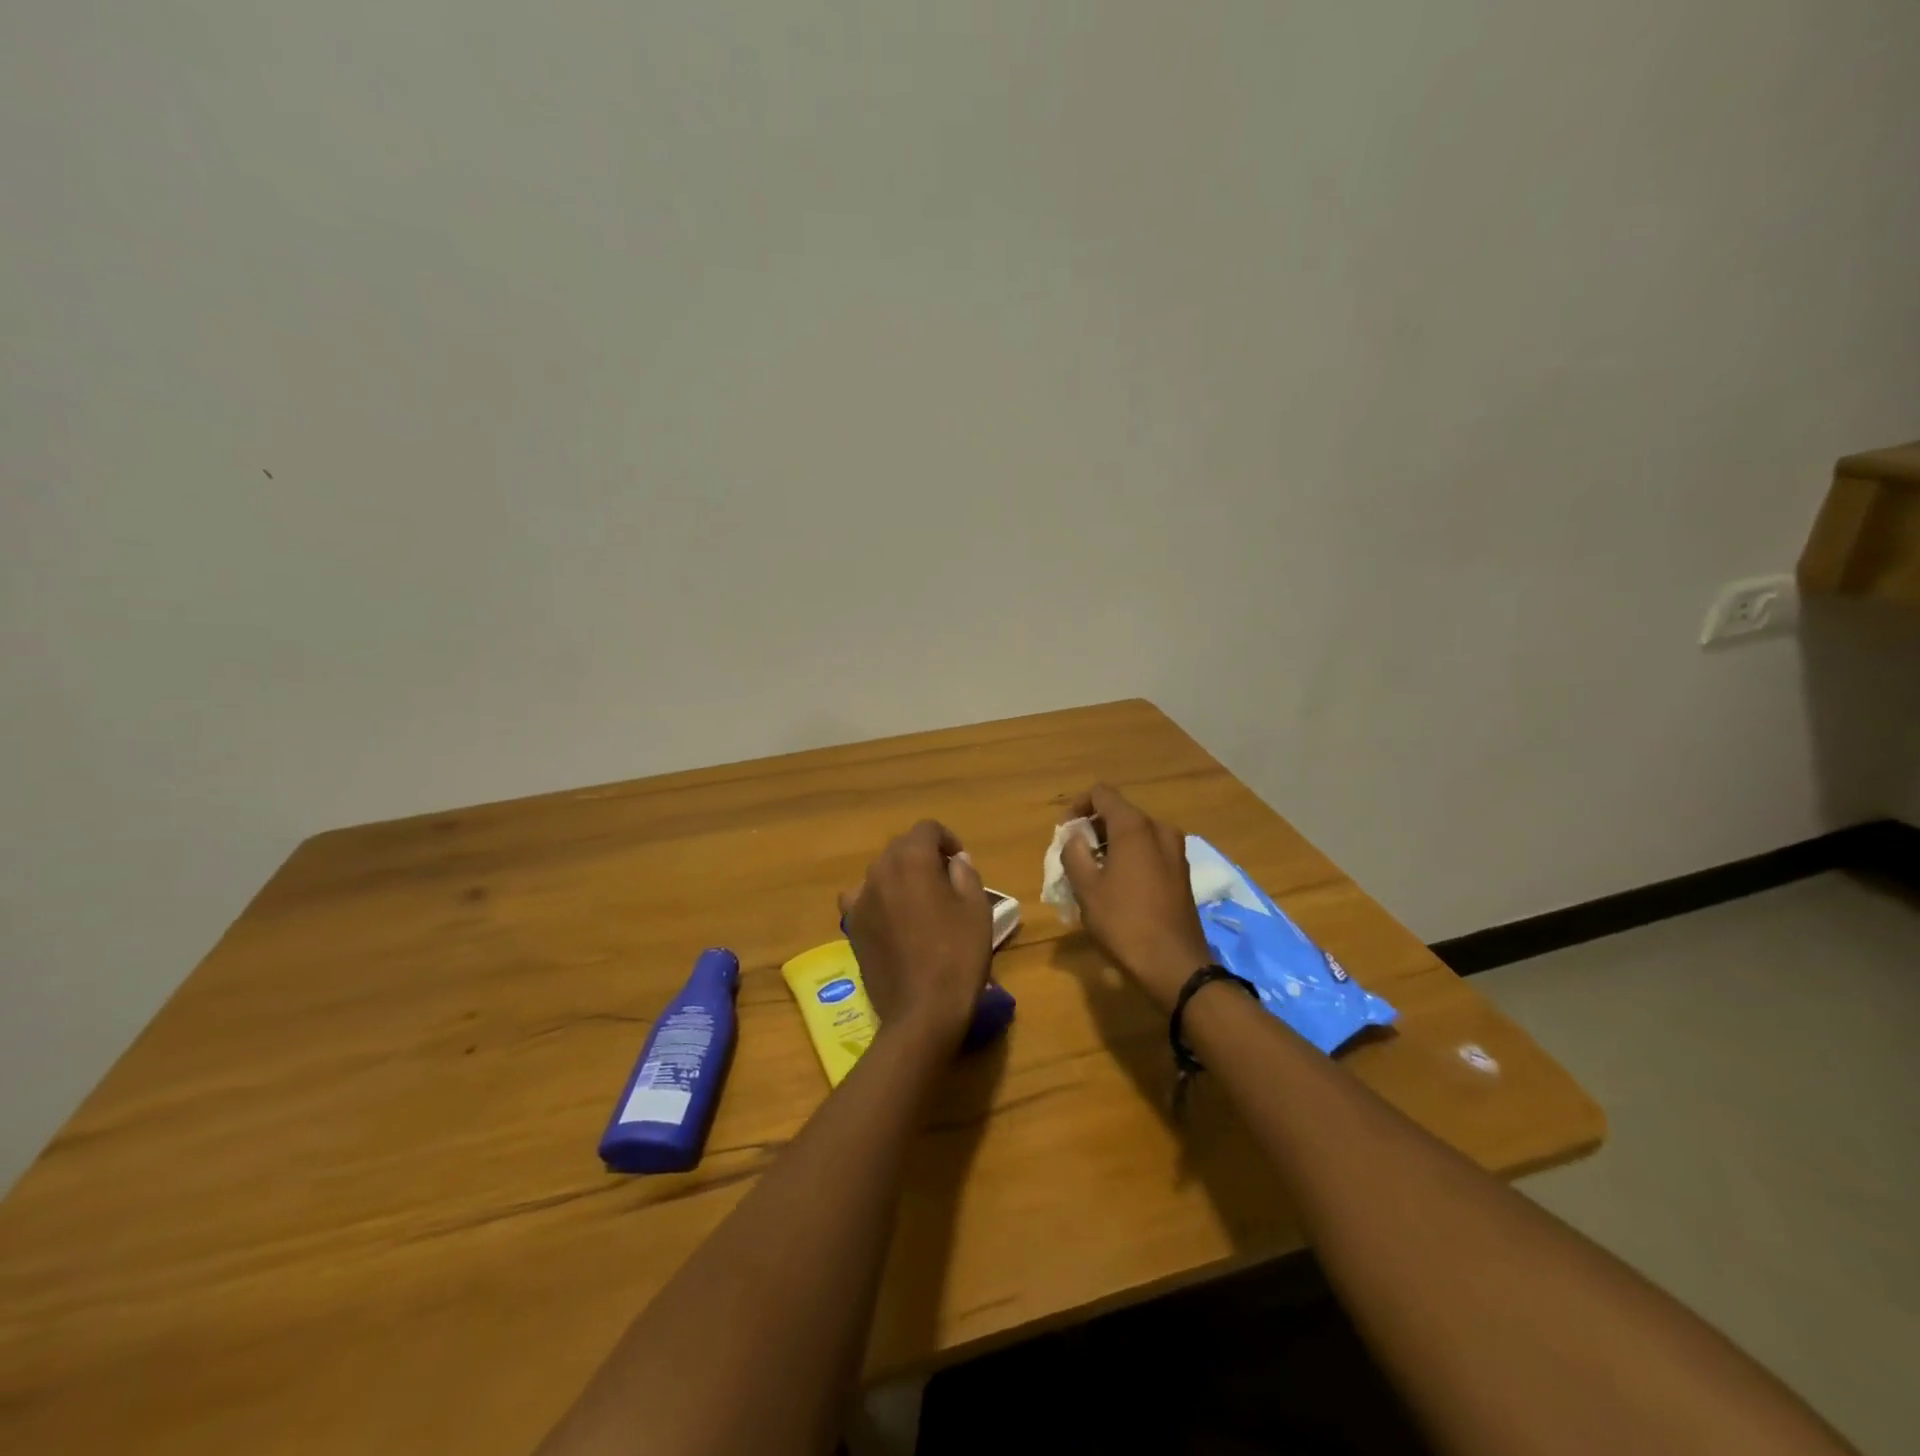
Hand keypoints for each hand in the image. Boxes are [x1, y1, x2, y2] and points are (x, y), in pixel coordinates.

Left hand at [839, 821, 992, 1049]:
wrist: (922, 1011)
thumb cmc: (957, 955)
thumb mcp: (976, 909)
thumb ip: (965, 873)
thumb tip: (955, 860)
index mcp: (912, 860)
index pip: (927, 829)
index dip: (947, 839)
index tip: (960, 862)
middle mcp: (880, 871)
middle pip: (901, 847)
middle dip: (923, 856)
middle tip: (945, 882)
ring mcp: (861, 899)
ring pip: (881, 872)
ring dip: (900, 876)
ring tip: (919, 903)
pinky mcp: (851, 926)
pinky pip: (863, 899)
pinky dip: (878, 900)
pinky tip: (892, 921)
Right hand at [1060, 785, 1212, 1012]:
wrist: (1175, 965)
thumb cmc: (1124, 922)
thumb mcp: (1086, 888)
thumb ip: (1074, 853)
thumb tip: (1075, 837)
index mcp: (1134, 827)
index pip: (1101, 794)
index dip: (1077, 807)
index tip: (1064, 833)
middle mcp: (1159, 830)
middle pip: (1120, 813)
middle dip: (1093, 828)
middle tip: (1074, 856)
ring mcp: (1175, 851)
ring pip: (1136, 833)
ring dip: (1111, 844)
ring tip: (1092, 873)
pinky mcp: (1182, 872)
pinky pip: (1150, 851)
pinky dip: (1130, 857)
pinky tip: (1118, 886)